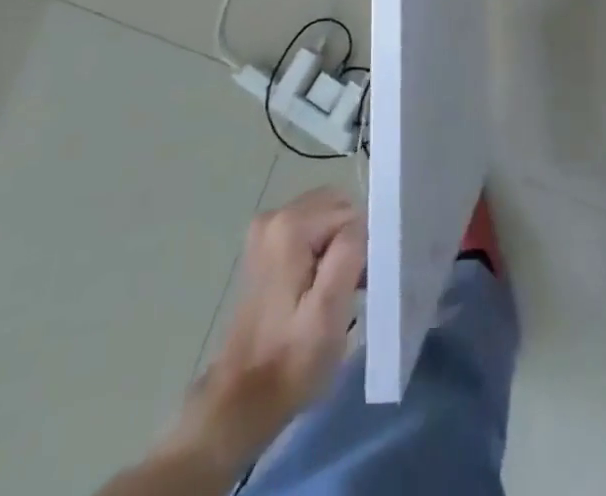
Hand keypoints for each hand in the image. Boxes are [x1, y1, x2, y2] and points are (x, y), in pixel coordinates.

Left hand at [171, 189, 365, 476]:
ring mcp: (266, 228)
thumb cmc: (290, 360)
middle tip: (351, 287)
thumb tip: (363, 223)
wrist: (242, 398)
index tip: (360, 287)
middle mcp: (275, 215)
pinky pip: (311, 228)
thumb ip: (349, 254)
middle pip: (337, 207)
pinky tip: (319, 286)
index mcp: (290, 225)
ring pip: (326, 216)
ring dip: (339, 246)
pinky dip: (323, 249)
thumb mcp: (328, 312)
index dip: (363, 248)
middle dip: (351, 241)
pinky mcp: (265, 243)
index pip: (351, 214)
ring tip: (335, 290)